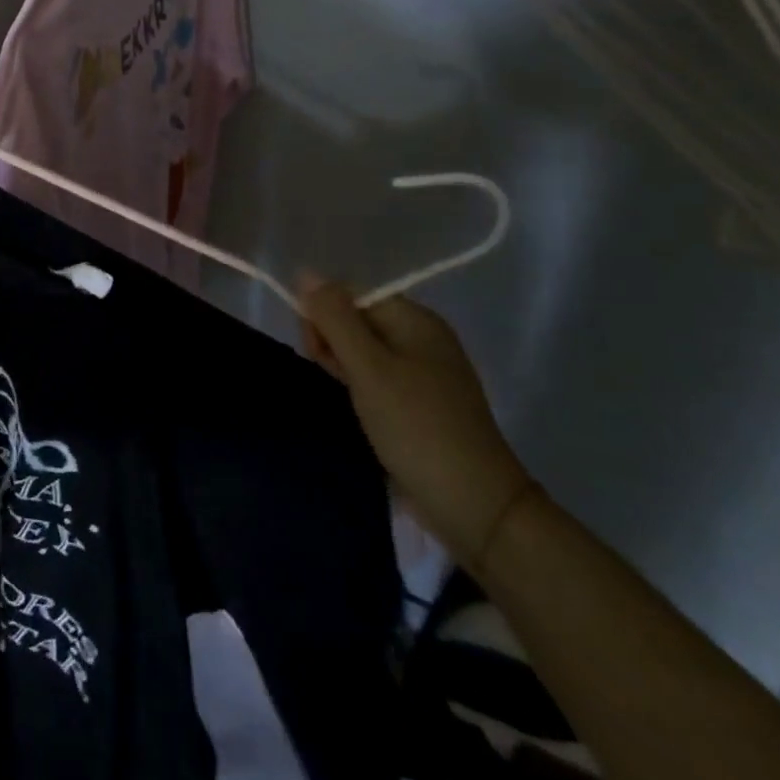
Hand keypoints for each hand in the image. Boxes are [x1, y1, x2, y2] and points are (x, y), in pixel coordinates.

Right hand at [298, 271, 533, 570]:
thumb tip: (304, 272)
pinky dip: (359, 383)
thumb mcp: (368, 367)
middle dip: (331, 339)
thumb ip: (334, 318)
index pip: (349, 293)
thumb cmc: (417, 427)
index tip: (315, 350)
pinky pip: (376, 374)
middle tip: (333, 375)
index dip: (322, 313)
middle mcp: (421, 337)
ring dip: (342, 363)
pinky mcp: (420, 401)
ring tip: (346, 395)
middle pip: (355, 317)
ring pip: (362, 348)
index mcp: (415, 319)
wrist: (475, 506)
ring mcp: (423, 370)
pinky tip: (358, 405)